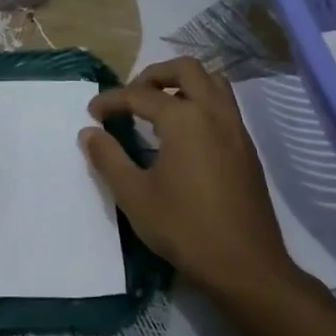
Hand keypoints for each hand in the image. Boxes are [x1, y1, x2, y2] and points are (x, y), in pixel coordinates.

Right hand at [81, 56, 296, 300]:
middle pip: (185, 68)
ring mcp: (236, 128)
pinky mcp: (247, 148)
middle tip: (131, 97)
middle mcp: (214, 112)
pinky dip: (201, 101)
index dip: (112, 100)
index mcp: (184, 118)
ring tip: (159, 105)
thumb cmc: (184, 228)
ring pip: (213, 82)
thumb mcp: (134, 195)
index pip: (140, 95)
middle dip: (153, 75)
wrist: (246, 266)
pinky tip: (185, 132)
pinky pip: (224, 105)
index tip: (92, 113)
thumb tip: (89, 133)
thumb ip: (108, 158)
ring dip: (183, 83)